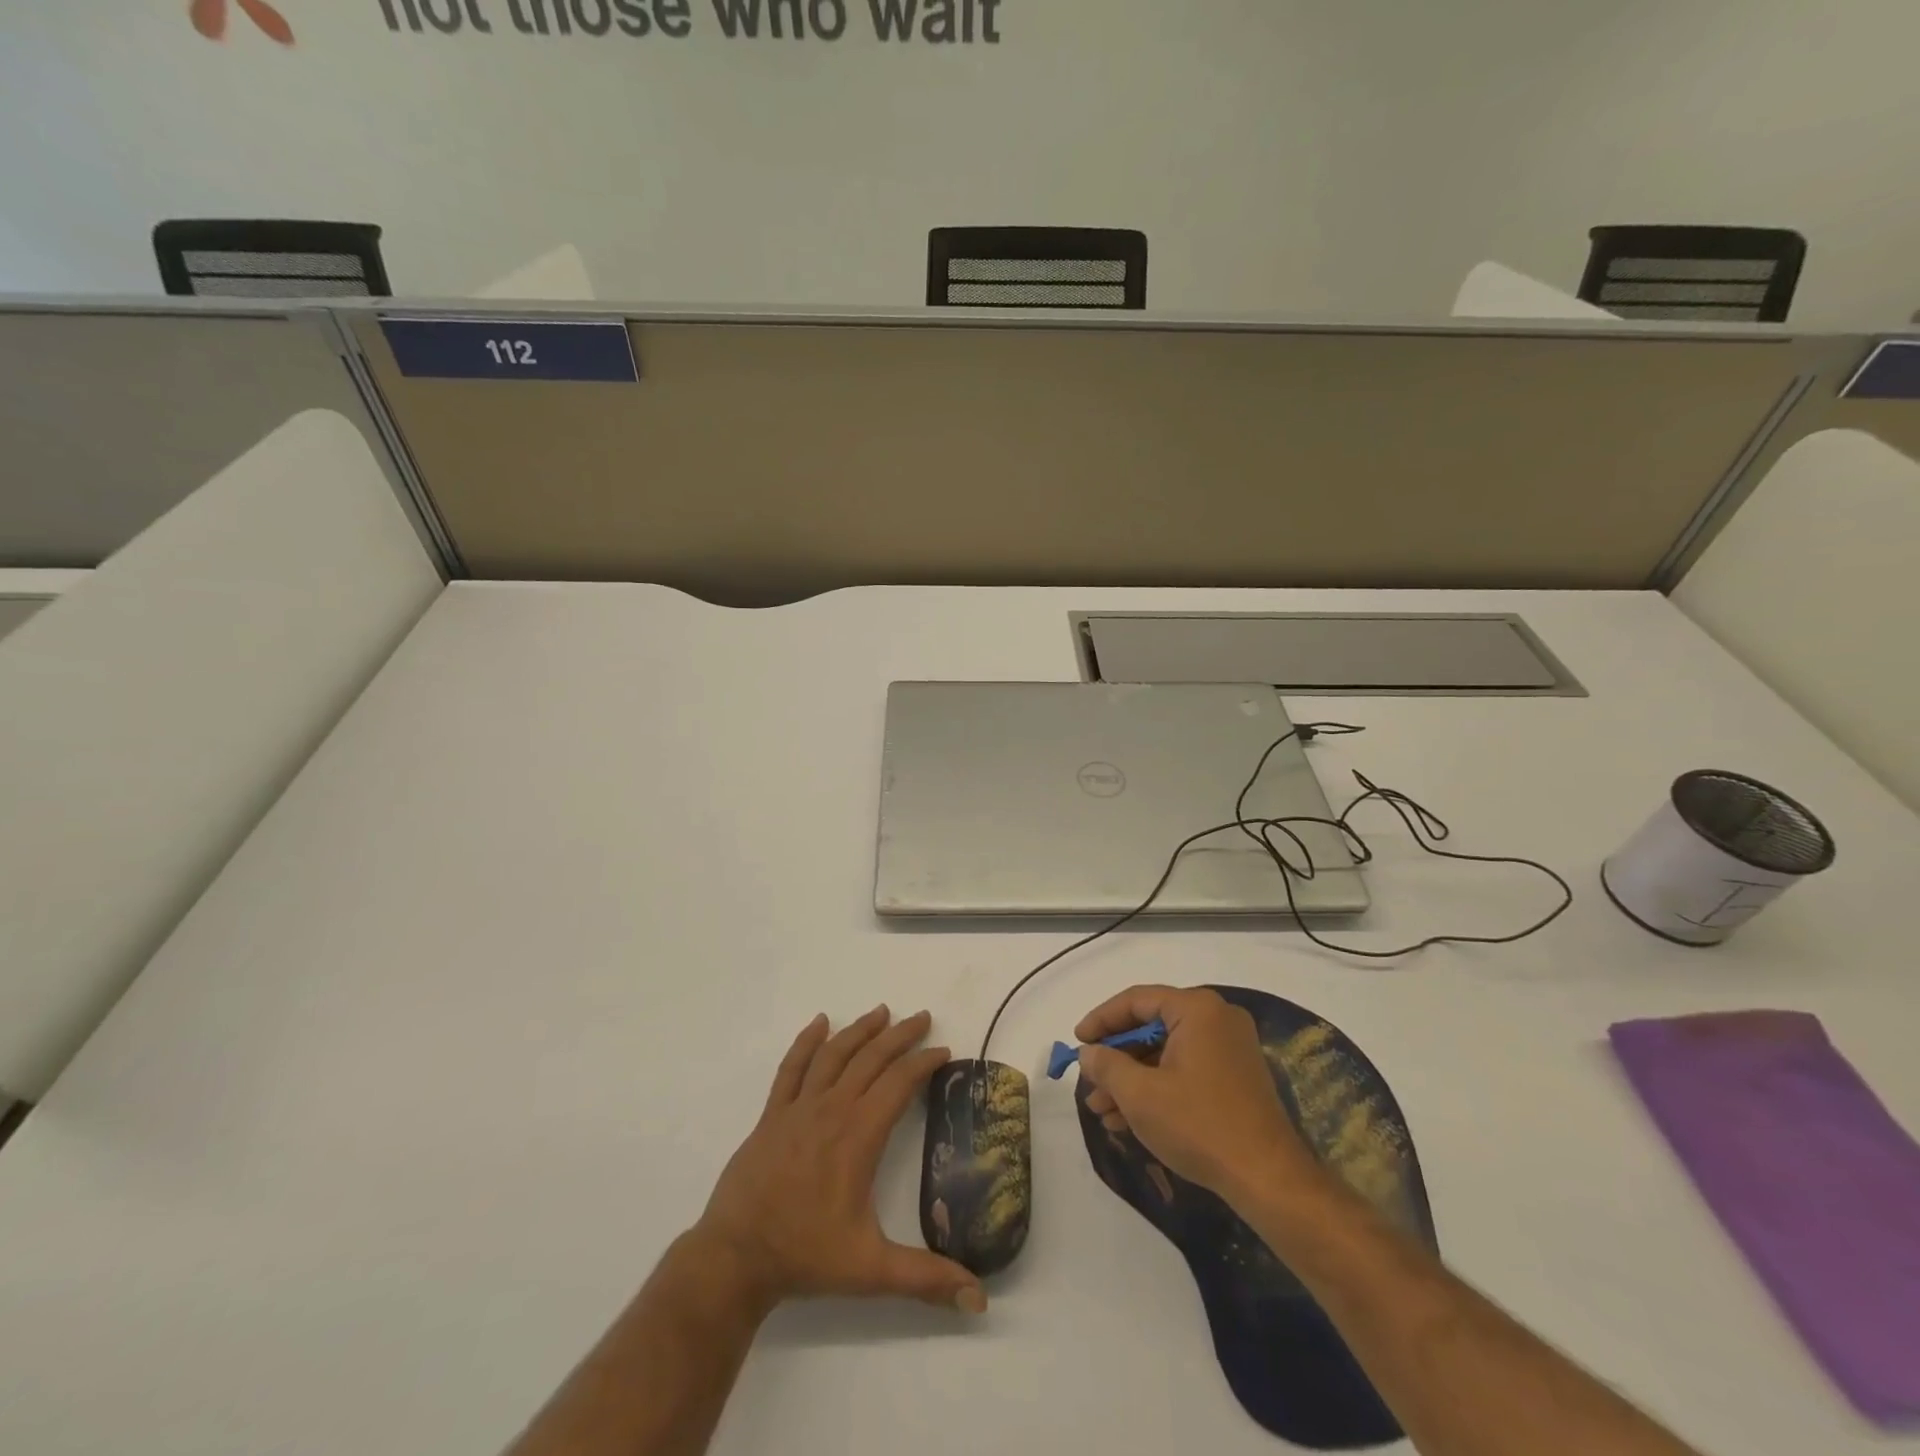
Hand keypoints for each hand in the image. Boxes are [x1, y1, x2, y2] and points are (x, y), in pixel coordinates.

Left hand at [696, 1006, 986, 1314]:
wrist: (735, 1257)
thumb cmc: (806, 1255)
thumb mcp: (872, 1270)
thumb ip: (927, 1279)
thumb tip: (980, 1299)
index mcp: (859, 1135)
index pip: (899, 1084)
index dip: (924, 1063)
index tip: (944, 1052)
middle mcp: (832, 1109)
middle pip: (871, 1058)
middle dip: (901, 1036)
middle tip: (923, 1018)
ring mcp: (798, 1108)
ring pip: (834, 1054)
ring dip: (860, 1030)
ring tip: (882, 1011)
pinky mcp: (772, 1114)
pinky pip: (792, 1068)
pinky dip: (807, 1042)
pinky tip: (819, 1023)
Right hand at [1076, 985, 1319, 1202]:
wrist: (1269, 1180)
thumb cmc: (1199, 1125)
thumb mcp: (1140, 1094)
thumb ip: (1106, 1065)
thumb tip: (1088, 1053)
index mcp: (1197, 1009)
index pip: (1137, 1000)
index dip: (1101, 1020)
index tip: (1077, 1041)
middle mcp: (1217, 1019)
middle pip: (1151, 1027)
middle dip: (1116, 1058)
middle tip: (1089, 1080)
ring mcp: (1230, 1049)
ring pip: (1166, 1053)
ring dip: (1132, 1079)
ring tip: (1101, 1110)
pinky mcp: (1236, 1078)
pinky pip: (1185, 1070)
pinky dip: (1157, 1088)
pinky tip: (1128, 1119)